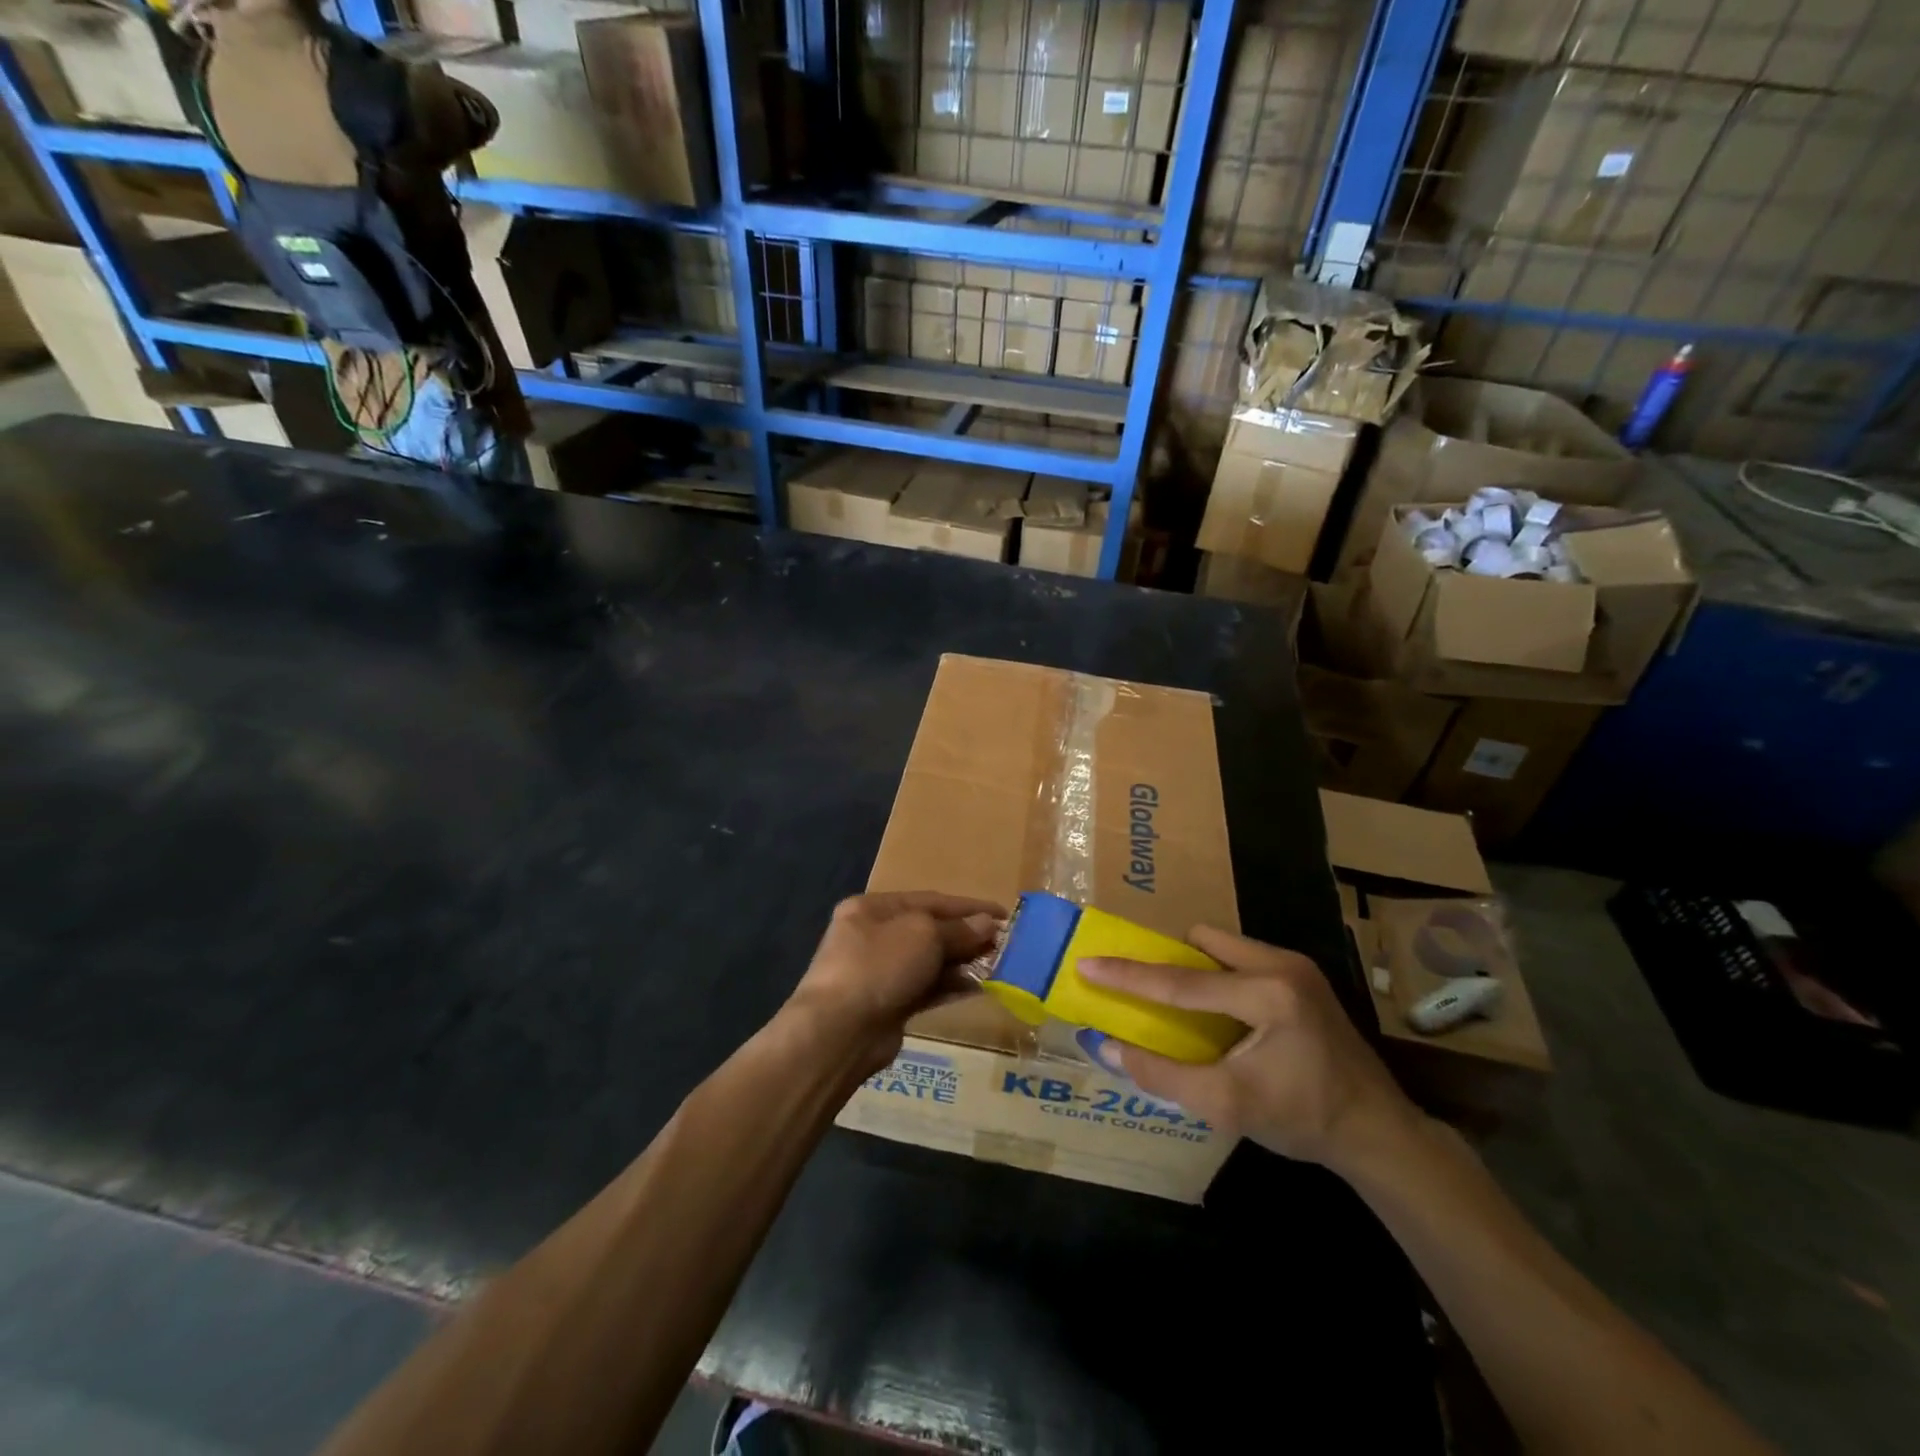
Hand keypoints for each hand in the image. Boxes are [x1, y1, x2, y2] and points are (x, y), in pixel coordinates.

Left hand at [788, 892, 1002, 1071]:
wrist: (840, 1031)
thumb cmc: (880, 965)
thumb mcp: (924, 935)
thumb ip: (958, 929)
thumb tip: (987, 925)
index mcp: (873, 908)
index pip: (929, 900)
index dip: (968, 907)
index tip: (1003, 914)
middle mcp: (873, 935)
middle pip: (929, 930)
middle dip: (966, 935)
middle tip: (1004, 943)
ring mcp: (880, 972)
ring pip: (930, 961)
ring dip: (963, 962)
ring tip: (998, 965)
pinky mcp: (889, 1004)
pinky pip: (927, 988)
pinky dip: (951, 986)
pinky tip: (980, 987)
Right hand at [1080, 926, 1417, 1173]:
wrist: (1377, 1131)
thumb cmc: (1302, 1120)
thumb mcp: (1227, 1106)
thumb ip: (1163, 1075)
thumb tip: (1108, 1047)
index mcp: (1267, 995)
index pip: (1182, 981)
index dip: (1129, 975)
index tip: (1088, 963)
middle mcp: (1282, 965)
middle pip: (1202, 942)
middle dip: (1169, 961)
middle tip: (1145, 989)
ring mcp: (1296, 965)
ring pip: (1222, 944)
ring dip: (1194, 967)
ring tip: (1182, 1004)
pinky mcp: (1302, 975)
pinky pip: (1241, 957)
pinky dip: (1218, 975)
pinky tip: (1218, 1011)